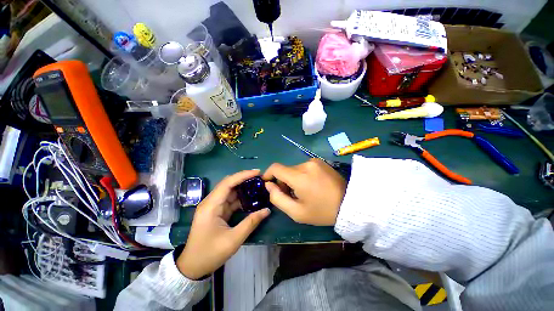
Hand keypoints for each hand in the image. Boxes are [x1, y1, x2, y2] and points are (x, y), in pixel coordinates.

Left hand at [176, 170, 270, 279]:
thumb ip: (251, 222)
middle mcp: (211, 202)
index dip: (243, 175)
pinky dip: (241, 198)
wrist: (192, 267)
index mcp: (211, 205)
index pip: (228, 183)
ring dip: (244, 188)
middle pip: (229, 184)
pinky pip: (231, 200)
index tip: (257, 172)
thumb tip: (267, 210)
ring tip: (258, 185)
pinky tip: (251, 198)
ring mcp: (214, 206)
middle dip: (244, 179)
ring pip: (230, 191)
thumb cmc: (210, 253)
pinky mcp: (217, 212)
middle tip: (260, 178)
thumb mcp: (233, 239)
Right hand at [262, 159, 346, 225]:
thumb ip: (277, 198)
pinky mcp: (320, 162)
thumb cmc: (322, 211)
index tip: (268, 184)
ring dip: (293, 179)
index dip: (268, 174)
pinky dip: (301, 175)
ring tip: (302, 192)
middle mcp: (305, 164)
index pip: (275, 168)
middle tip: (290, 195)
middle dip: (283, 181)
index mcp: (299, 176)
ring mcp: (314, 161)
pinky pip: (304, 167)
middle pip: (285, 170)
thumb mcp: (296, 212)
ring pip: (294, 169)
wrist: (349, 204)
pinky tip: (310, 185)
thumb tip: (269, 185)